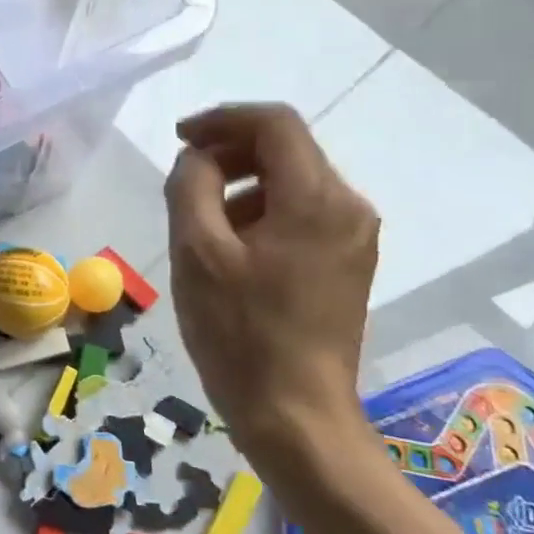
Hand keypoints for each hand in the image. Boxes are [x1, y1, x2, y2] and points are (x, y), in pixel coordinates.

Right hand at [164, 103, 379, 460]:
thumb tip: (199, 158)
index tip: (180, 138)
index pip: (274, 124)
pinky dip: (261, 213)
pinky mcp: (347, 264)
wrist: (296, 414)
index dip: (222, 119)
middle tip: (184, 179)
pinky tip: (230, 250)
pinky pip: (301, 215)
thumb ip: (191, 187)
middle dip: (230, 153)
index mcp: (316, 199)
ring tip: (200, 224)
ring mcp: (353, 238)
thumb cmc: (240, 333)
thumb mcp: (197, 253)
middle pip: (287, 150)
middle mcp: (348, 207)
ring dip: (242, 186)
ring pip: (292, 183)